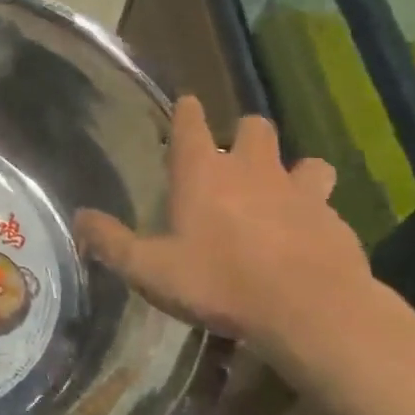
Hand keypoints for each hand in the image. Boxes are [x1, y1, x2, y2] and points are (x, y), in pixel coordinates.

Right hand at [74, 98, 369, 353]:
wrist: (311, 310)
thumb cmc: (220, 282)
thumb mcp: (150, 269)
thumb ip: (112, 242)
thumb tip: (80, 218)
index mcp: (203, 174)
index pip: (191, 124)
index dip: (187, 111)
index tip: (187, 103)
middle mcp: (253, 170)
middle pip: (254, 129)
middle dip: (244, 135)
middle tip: (233, 157)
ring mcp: (300, 192)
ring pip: (303, 162)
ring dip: (291, 170)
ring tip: (280, 192)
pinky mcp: (334, 220)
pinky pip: (325, 204)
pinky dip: (315, 213)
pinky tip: (306, 237)